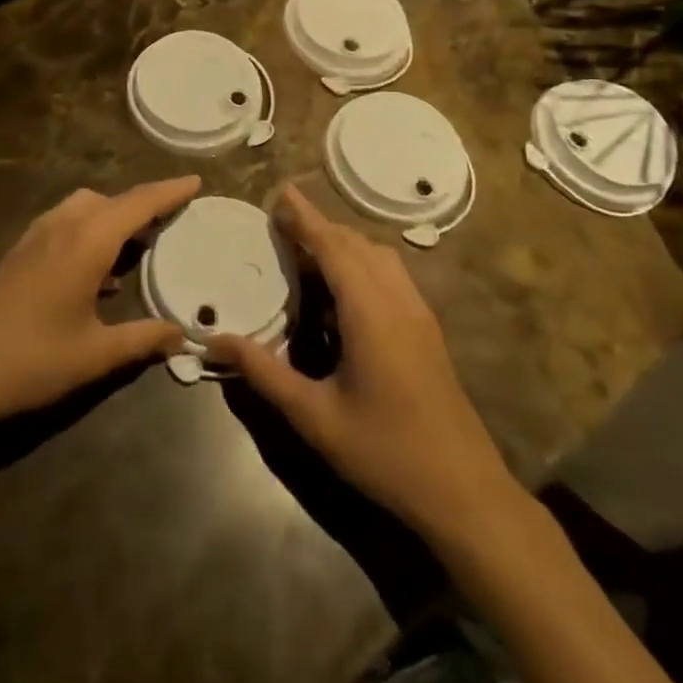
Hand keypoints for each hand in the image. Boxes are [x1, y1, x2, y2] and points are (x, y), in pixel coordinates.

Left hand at [0, 177, 198, 435]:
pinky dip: (90, 232)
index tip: (195, 181)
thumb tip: (181, 336)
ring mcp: (37, 235)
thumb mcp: (94, 355)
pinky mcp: (20, 251)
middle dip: (143, 206)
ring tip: (137, 249)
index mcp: (88, 239)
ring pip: (85, 208)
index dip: (170, 191)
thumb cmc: (30, 359)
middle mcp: (64, 225)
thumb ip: (142, 340)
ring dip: (113, 218)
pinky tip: (96, 275)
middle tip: (170, 224)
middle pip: (111, 200)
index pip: (139, 203)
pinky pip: (66, 224)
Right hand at [207, 186, 519, 546]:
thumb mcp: (315, 416)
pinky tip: (343, 292)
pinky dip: (363, 263)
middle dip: (320, 227)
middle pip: (356, 244)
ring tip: (308, 254)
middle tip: (282, 225)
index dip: (306, 217)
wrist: (464, 491)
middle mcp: (397, 299)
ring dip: (343, 244)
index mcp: (370, 311)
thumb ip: (265, 373)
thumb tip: (217, 341)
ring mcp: (418, 312)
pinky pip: (391, 274)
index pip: (333, 246)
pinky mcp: (427, 328)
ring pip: (378, 256)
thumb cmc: (385, 452)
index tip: (283, 191)